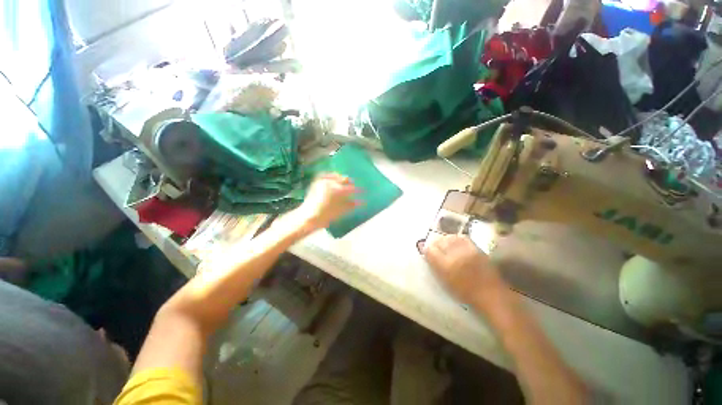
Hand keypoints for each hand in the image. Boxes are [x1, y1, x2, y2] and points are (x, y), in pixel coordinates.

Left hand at [297, 173, 358, 230]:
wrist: (308, 217)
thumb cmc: (326, 215)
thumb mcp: (341, 211)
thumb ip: (352, 205)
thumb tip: (362, 202)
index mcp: (338, 190)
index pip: (352, 188)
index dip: (359, 190)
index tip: (364, 191)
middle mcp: (331, 183)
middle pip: (344, 179)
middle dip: (350, 183)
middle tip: (354, 186)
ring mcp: (323, 181)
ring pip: (335, 176)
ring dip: (341, 178)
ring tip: (345, 182)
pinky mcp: (316, 182)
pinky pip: (325, 175)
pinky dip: (330, 175)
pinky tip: (333, 178)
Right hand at [423, 235, 507, 307]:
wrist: (490, 294)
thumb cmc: (464, 292)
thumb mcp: (444, 281)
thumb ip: (434, 265)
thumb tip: (425, 251)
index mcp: (445, 266)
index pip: (430, 250)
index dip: (426, 249)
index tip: (427, 251)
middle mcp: (455, 255)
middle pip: (439, 241)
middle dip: (435, 243)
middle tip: (435, 248)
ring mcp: (466, 250)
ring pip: (450, 237)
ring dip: (445, 240)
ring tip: (445, 245)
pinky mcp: (476, 248)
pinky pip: (462, 238)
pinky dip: (456, 238)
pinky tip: (456, 243)